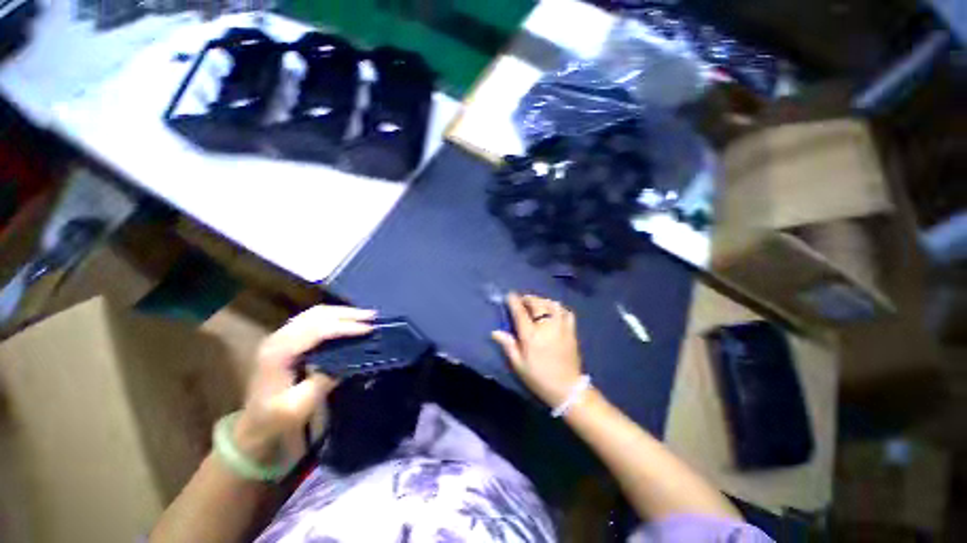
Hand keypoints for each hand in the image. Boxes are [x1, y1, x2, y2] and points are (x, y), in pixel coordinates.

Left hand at [234, 305, 375, 459]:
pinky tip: (348, 320)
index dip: (345, 327)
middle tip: (373, 317)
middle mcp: (277, 338)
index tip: (369, 329)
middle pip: (316, 315)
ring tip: (365, 316)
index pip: (316, 330)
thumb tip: (349, 359)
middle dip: (347, 314)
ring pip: (315, 313)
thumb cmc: (276, 419)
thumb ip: (323, 380)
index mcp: (278, 353)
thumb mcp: (300, 406)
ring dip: (342, 313)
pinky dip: (334, 316)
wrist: (254, 426)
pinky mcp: (287, 338)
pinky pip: (313, 318)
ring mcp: (280, 336)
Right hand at [491, 293, 583, 406]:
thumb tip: (495, 332)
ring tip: (537, 304)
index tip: (509, 295)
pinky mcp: (571, 330)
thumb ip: (508, 345)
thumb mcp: (519, 364)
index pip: (520, 311)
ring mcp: (561, 326)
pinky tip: (554, 310)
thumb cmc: (539, 377)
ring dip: (542, 300)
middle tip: (522, 300)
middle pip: (537, 303)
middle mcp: (546, 326)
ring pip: (552, 304)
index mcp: (530, 335)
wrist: (567, 388)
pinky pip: (566, 312)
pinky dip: (558, 307)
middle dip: (528, 298)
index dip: (513, 300)